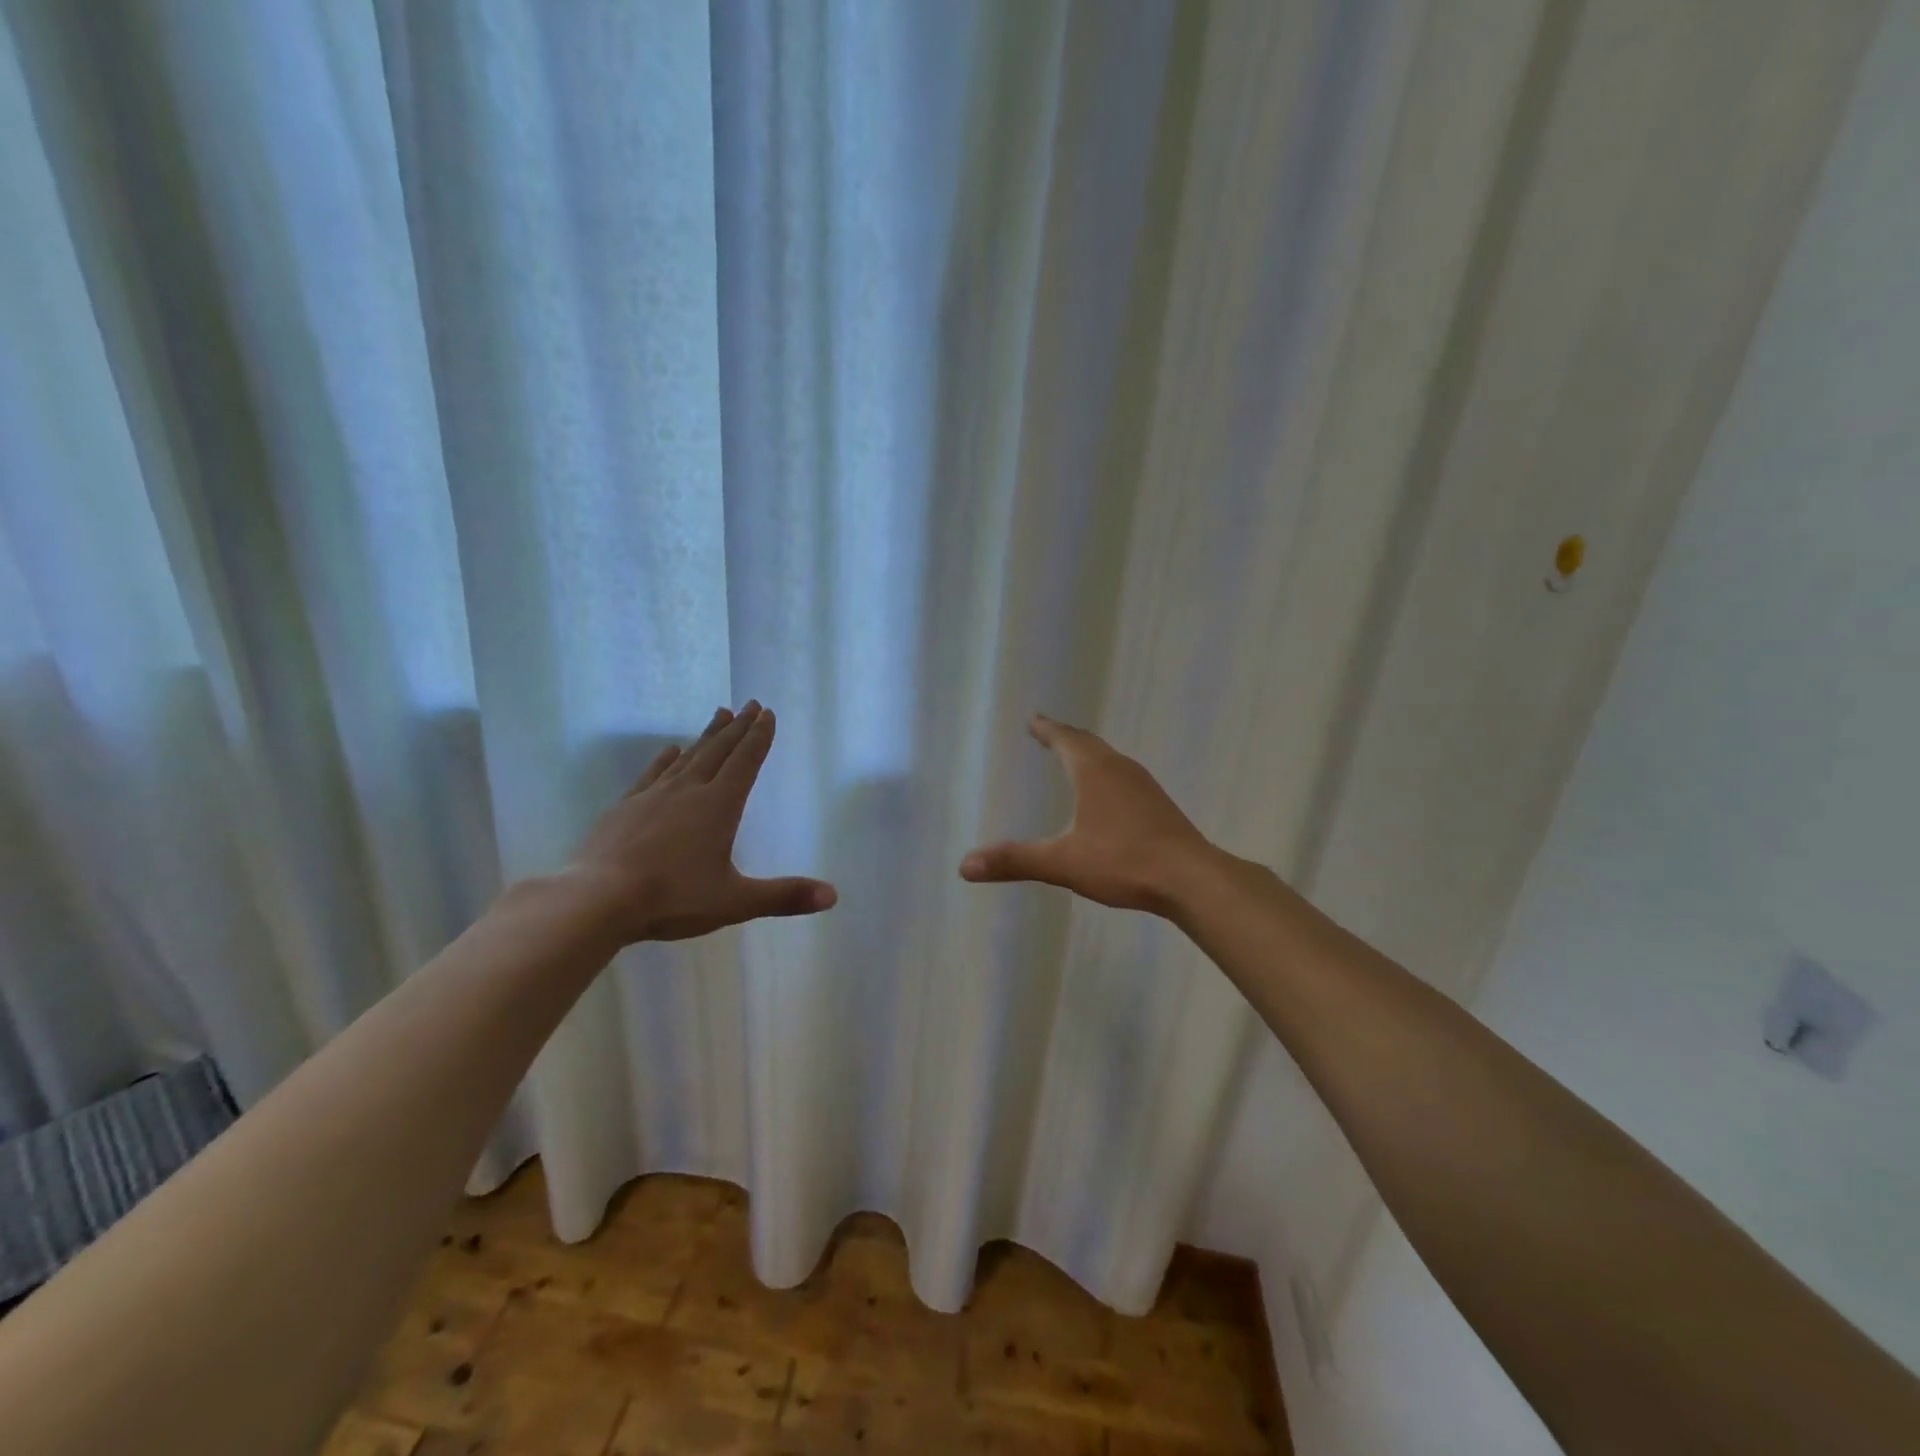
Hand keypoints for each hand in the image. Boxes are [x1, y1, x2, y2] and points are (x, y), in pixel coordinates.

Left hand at [565, 702, 836, 943]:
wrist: (597, 900)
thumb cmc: (672, 898)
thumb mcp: (735, 901)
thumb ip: (783, 896)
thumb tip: (832, 896)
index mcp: (719, 807)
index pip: (745, 762)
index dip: (759, 738)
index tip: (767, 713)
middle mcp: (689, 791)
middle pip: (719, 751)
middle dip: (738, 727)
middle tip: (750, 703)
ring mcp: (654, 796)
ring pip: (688, 757)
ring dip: (707, 735)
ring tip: (719, 714)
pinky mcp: (626, 807)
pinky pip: (653, 774)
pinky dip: (666, 759)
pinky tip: (670, 750)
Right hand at [959, 714, 1213, 913]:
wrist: (1191, 879)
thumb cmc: (1124, 862)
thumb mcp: (1063, 862)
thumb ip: (1016, 861)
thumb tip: (965, 865)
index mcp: (1095, 772)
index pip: (1066, 739)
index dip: (1047, 729)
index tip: (1034, 719)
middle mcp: (1120, 769)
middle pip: (1088, 743)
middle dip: (1065, 736)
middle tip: (1047, 731)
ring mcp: (1144, 786)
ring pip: (1109, 758)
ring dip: (1088, 753)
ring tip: (1073, 756)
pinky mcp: (1158, 805)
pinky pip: (1123, 776)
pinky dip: (1105, 772)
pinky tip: (1107, 794)